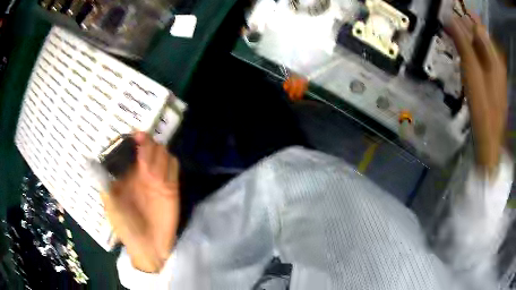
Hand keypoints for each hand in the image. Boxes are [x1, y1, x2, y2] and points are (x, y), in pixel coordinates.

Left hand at [101, 132, 179, 272]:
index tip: (133, 138)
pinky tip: (164, 173)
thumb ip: (105, 186)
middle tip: (143, 151)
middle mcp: (141, 172)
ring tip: (151, 168)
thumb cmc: (126, 228)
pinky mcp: (171, 187)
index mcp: (125, 175)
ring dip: (158, 154)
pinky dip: (171, 163)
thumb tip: (92, 163)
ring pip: (162, 153)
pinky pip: (174, 166)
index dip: (131, 140)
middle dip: (146, 144)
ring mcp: (157, 179)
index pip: (129, 148)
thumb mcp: (111, 208)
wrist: (149, 247)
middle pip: (148, 146)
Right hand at [447, 13, 507, 175]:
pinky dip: (474, 53)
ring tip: (456, 38)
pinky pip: (484, 59)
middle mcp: (497, 61)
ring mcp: (497, 72)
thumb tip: (450, 18)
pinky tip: (467, 56)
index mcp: (494, 57)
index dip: (464, 18)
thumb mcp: (472, 73)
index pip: (478, 27)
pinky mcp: (495, 81)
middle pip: (481, 35)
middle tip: (451, 27)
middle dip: (466, 27)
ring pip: (482, 47)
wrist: (490, 140)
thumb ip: (463, 44)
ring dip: (469, 39)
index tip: (450, 18)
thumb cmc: (482, 107)